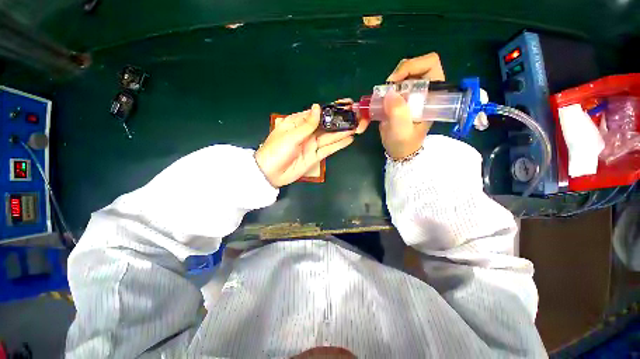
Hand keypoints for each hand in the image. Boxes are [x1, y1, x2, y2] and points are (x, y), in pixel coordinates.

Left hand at [255, 104, 356, 187]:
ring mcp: (312, 145)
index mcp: (298, 123)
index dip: (332, 109)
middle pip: (326, 125)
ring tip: (357, 127)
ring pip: (330, 137)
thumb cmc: (277, 150)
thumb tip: (318, 107)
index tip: (346, 104)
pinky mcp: (316, 157)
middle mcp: (307, 133)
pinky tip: (349, 139)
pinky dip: (339, 145)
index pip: (318, 113)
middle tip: (357, 116)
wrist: (271, 173)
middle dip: (341, 121)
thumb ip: (307, 124)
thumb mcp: (290, 135)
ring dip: (343, 132)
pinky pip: (329, 149)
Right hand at [381, 53, 445, 158]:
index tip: (395, 82)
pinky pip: (389, 88)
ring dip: (386, 86)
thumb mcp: (402, 131)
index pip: (430, 64)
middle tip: (385, 91)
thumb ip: (398, 113)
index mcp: (432, 94)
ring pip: (399, 77)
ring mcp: (410, 94)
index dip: (412, 66)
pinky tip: (376, 104)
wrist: (398, 151)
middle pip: (412, 67)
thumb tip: (389, 92)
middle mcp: (423, 90)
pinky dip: (380, 93)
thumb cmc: (404, 143)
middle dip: (397, 76)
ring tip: (380, 100)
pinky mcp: (399, 99)